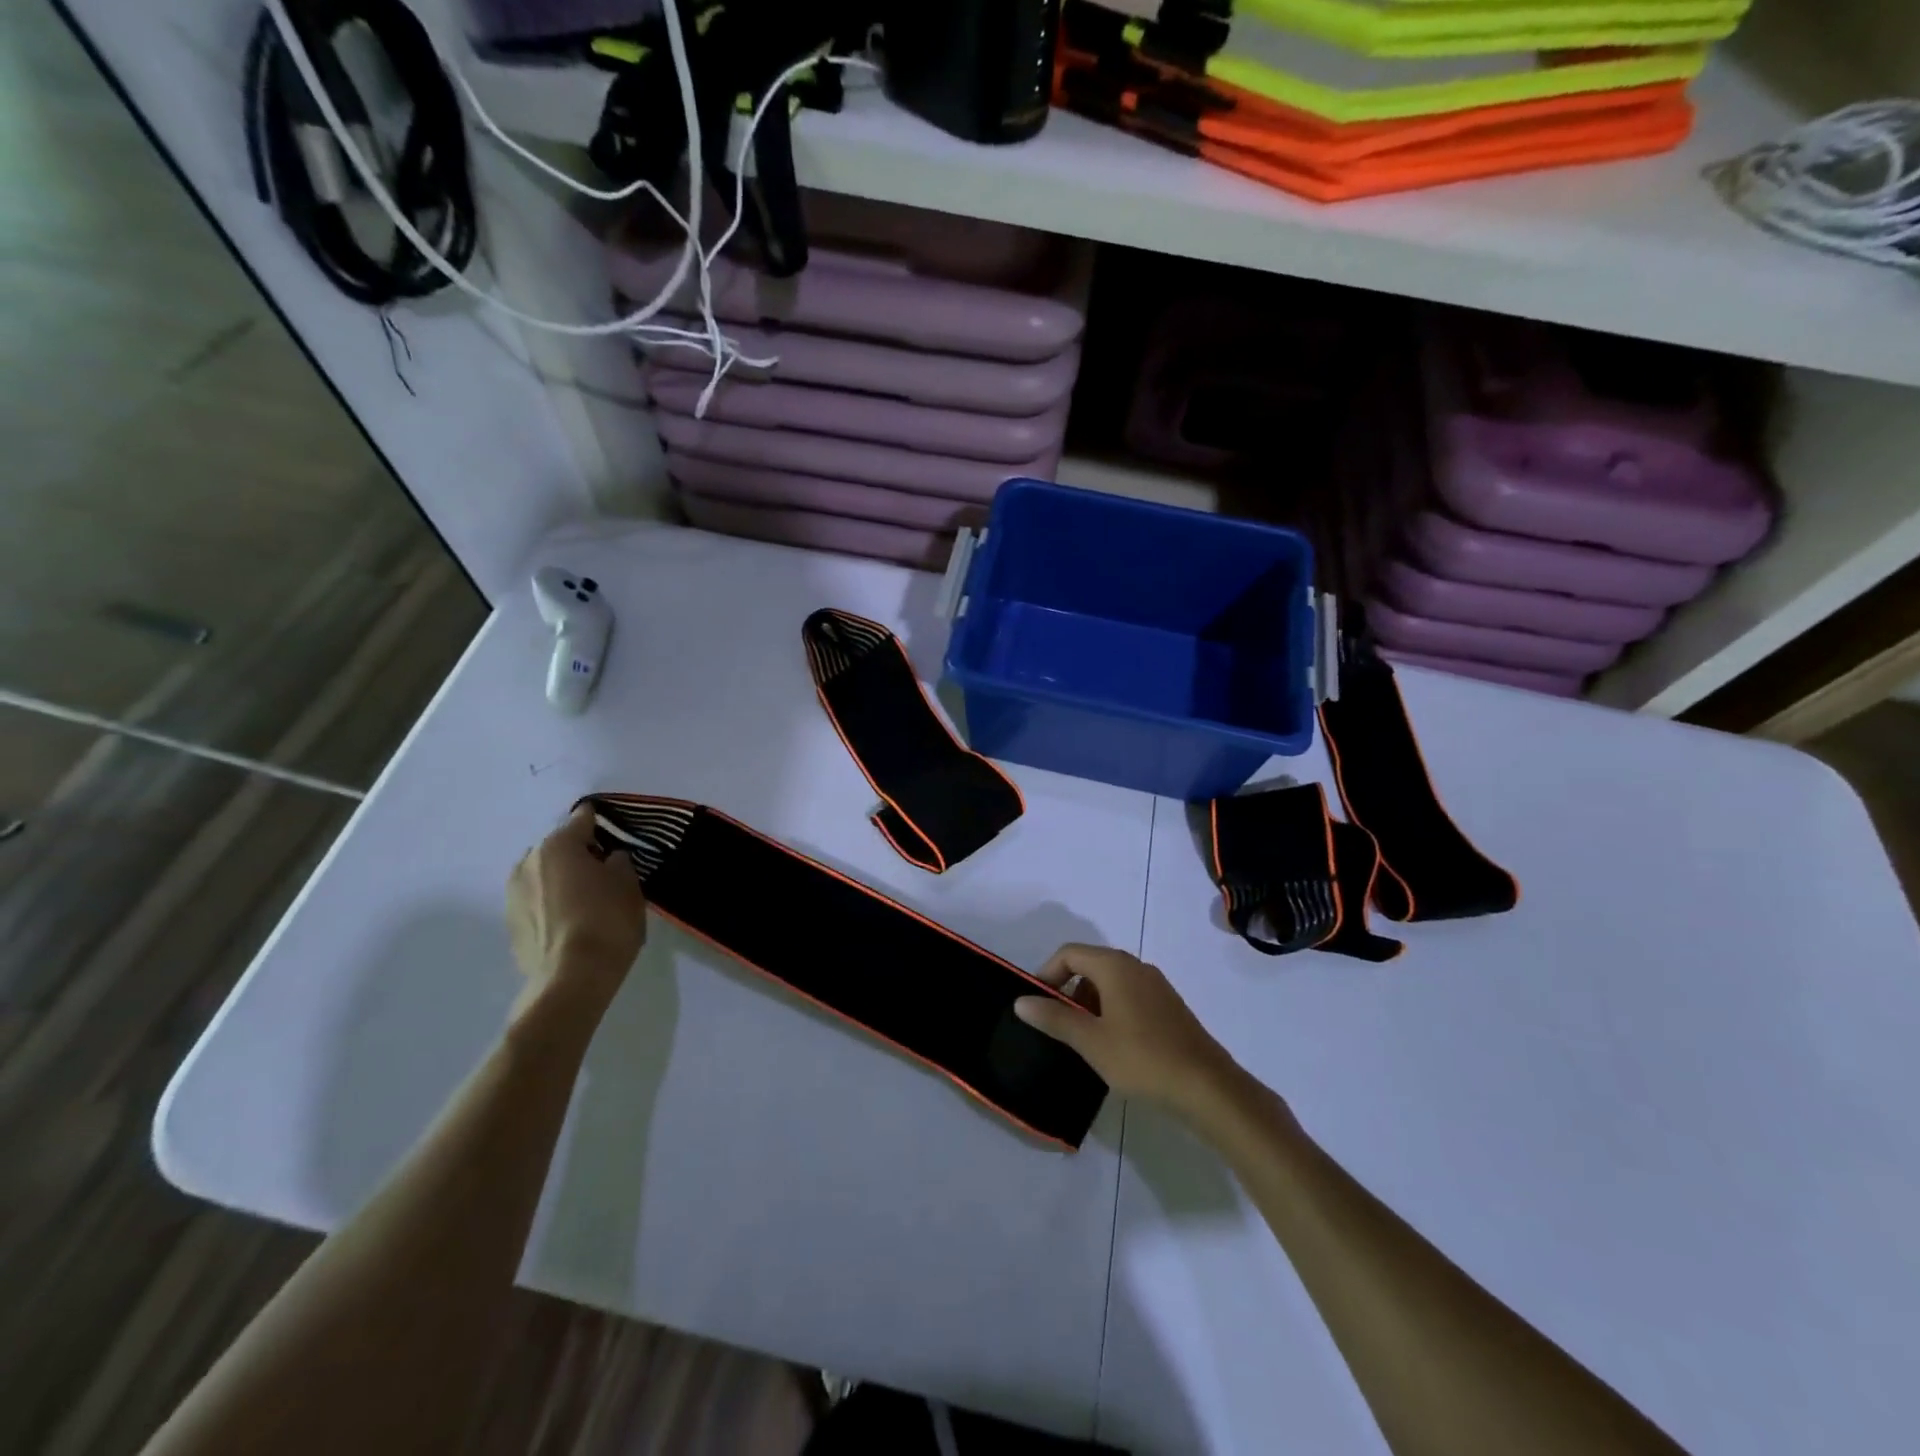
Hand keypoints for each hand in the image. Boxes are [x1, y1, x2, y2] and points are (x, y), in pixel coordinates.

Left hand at [506, 805, 647, 1017]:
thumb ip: (619, 862)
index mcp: (558, 846)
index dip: (601, 822)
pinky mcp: (510, 925)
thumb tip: (609, 860)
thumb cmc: (606, 921)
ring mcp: (513, 895)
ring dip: (563, 880)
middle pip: (559, 848)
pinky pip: (537, 902)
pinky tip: (572, 922)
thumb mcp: (629, 884)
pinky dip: (553, 904)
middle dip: (579, 854)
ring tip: (587, 899)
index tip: (616, 832)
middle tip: (605, 872)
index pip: (582, 819)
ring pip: (544, 875)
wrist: (571, 979)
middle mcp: (528, 862)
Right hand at [1013, 945, 1237, 1114]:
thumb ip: (1054, 1018)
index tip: (1036, 1004)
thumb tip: (1021, 1001)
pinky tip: (1112, 1046)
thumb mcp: (1090, 1041)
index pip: (1069, 953)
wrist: (1207, 1087)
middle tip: (1056, 1024)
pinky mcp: (1169, 1007)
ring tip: (1081, 1039)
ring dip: (1089, 1003)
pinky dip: (1111, 1011)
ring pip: (1110, 982)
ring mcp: (1156, 986)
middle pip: (1089, 964)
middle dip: (1067, 990)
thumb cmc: (1142, 1058)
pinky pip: (1129, 996)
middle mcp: (1136, 966)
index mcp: (1114, 965)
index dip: (1047, 974)